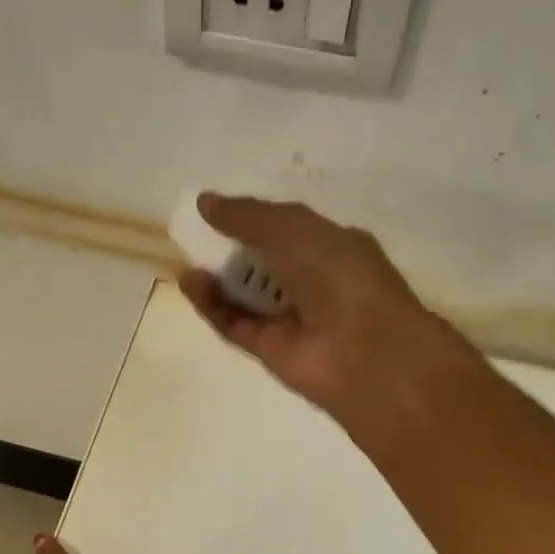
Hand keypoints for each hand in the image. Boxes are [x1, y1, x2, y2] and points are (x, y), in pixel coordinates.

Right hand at [176, 194, 462, 424]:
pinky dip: (212, 306)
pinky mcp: (270, 351)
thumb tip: (205, 202)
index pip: (287, 230)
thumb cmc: (338, 275)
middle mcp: (313, 283)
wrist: (364, 349)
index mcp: (332, 247)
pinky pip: (235, 324)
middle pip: (262, 264)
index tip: (215, 212)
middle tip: (196, 237)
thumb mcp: (293, 229)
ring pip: (245, 297)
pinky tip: (192, 283)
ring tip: (190, 261)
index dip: (252, 221)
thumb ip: (247, 216)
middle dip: (230, 250)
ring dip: (217, 278)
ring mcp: (291, 319)